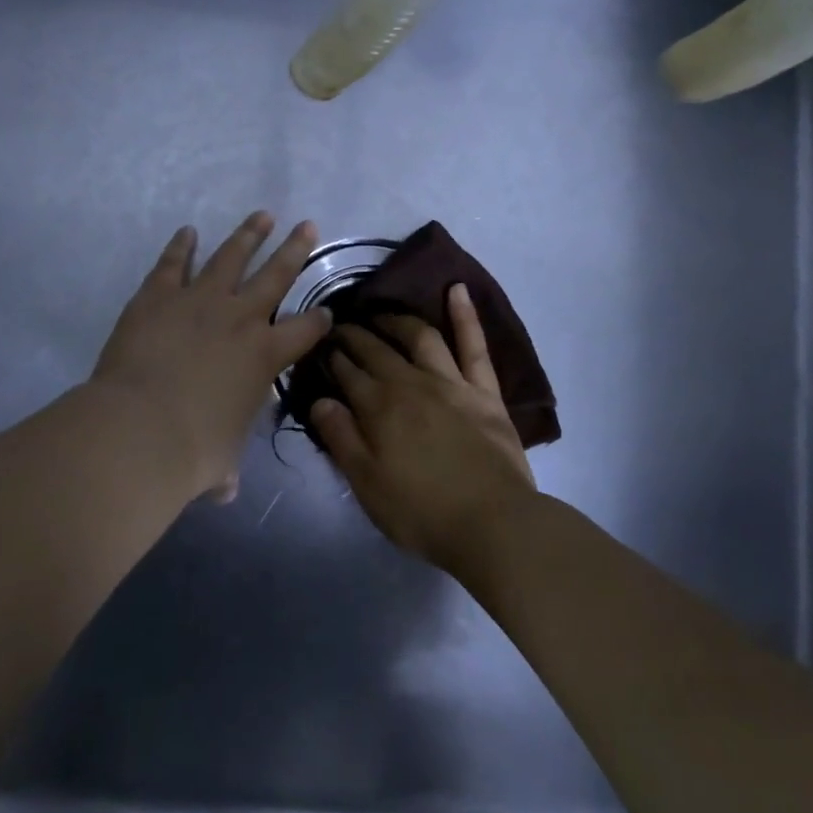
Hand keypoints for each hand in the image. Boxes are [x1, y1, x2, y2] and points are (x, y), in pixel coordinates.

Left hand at [92, 213, 331, 502]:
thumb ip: (226, 469)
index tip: (326, 311)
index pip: (306, 330)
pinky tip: (188, 232)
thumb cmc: (192, 451)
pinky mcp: (158, 296)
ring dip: (248, 234)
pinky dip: (181, 246)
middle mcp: (241, 318)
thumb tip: (225, 489)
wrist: (139, 429)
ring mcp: (199, 301)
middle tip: (308, 225)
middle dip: (295, 249)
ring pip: (231, 257)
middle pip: (277, 274)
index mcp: (265, 356)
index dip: (320, 321)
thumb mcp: (221, 463)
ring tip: (262, 215)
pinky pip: (173, 264)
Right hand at [309, 284, 536, 572]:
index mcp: (379, 407)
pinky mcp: (484, 390)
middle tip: (340, 326)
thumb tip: (319, 400)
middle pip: (377, 349)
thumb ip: (341, 439)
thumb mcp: (367, 484)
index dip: (331, 357)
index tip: (320, 346)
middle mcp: (411, 383)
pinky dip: (465, 315)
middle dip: (354, 334)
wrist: (492, 523)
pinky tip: (457, 289)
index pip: (347, 372)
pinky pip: (474, 345)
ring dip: (397, 320)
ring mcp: (451, 382)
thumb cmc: (422, 512)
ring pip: (420, 337)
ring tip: (381, 313)